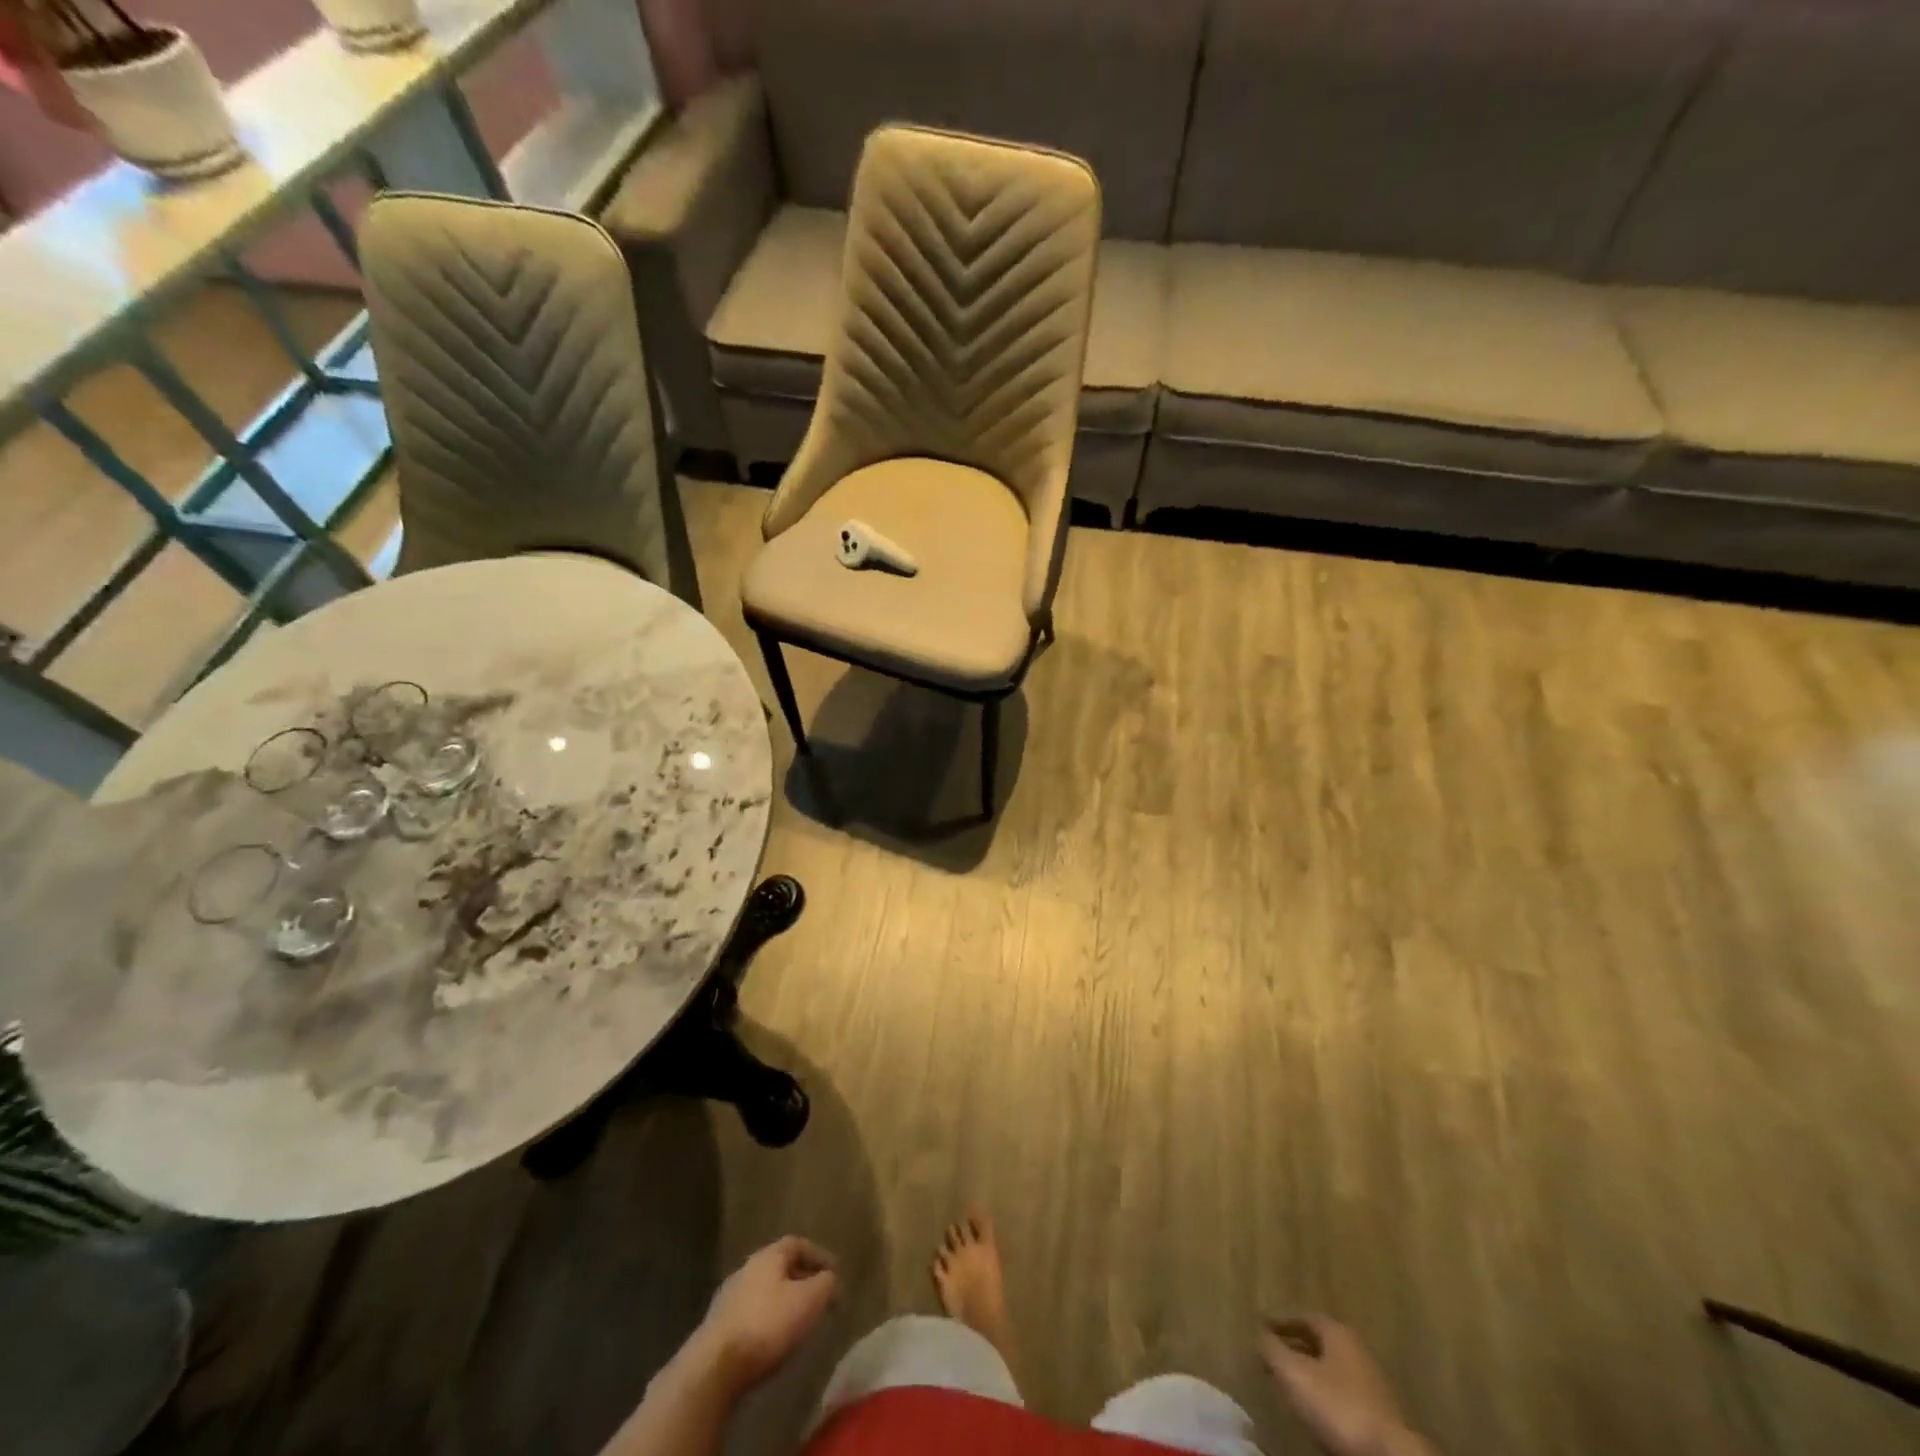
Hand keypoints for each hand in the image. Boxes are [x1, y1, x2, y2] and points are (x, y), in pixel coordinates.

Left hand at [694, 1236, 838, 1392]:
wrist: (714, 1368)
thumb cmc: (767, 1325)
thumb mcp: (809, 1300)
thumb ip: (826, 1284)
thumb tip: (830, 1279)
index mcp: (768, 1256)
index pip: (797, 1243)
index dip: (818, 1255)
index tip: (834, 1273)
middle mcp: (746, 1269)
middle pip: (779, 1266)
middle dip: (801, 1279)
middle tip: (819, 1297)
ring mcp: (728, 1298)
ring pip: (764, 1291)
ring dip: (783, 1301)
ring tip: (798, 1321)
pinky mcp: (717, 1328)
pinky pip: (751, 1314)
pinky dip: (767, 1321)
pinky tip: (773, 1341)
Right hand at [1262, 1315, 1417, 1455]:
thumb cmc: (1339, 1405)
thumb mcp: (1295, 1374)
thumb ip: (1272, 1350)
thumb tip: (1257, 1334)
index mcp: (1338, 1332)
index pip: (1303, 1317)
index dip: (1280, 1322)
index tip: (1260, 1328)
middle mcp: (1356, 1350)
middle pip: (1318, 1343)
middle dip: (1293, 1348)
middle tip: (1270, 1355)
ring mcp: (1371, 1383)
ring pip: (1330, 1370)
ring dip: (1308, 1373)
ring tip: (1286, 1384)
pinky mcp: (1377, 1415)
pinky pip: (1341, 1394)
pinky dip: (1323, 1395)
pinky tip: (1312, 1409)